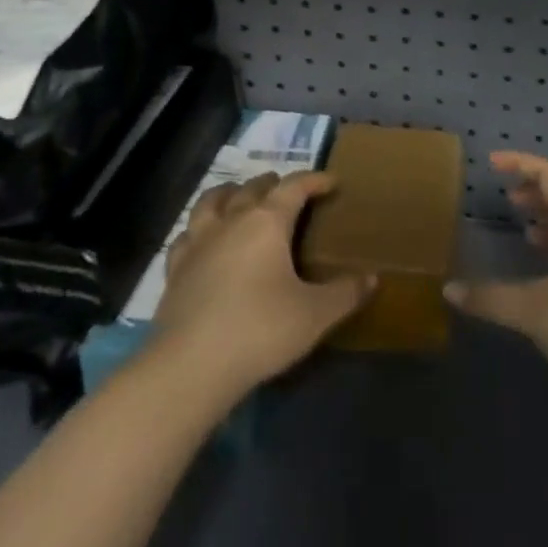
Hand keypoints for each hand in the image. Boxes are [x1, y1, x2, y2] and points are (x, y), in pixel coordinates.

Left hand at [156, 170, 371, 395]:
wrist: (191, 365)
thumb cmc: (260, 331)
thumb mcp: (314, 315)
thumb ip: (345, 294)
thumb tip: (372, 278)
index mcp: (267, 222)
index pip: (294, 187)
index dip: (314, 180)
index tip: (332, 182)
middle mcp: (231, 220)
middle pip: (252, 188)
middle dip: (273, 184)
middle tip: (287, 192)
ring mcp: (198, 242)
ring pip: (212, 201)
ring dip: (230, 193)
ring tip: (239, 197)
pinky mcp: (175, 269)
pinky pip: (186, 235)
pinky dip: (198, 229)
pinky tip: (201, 239)